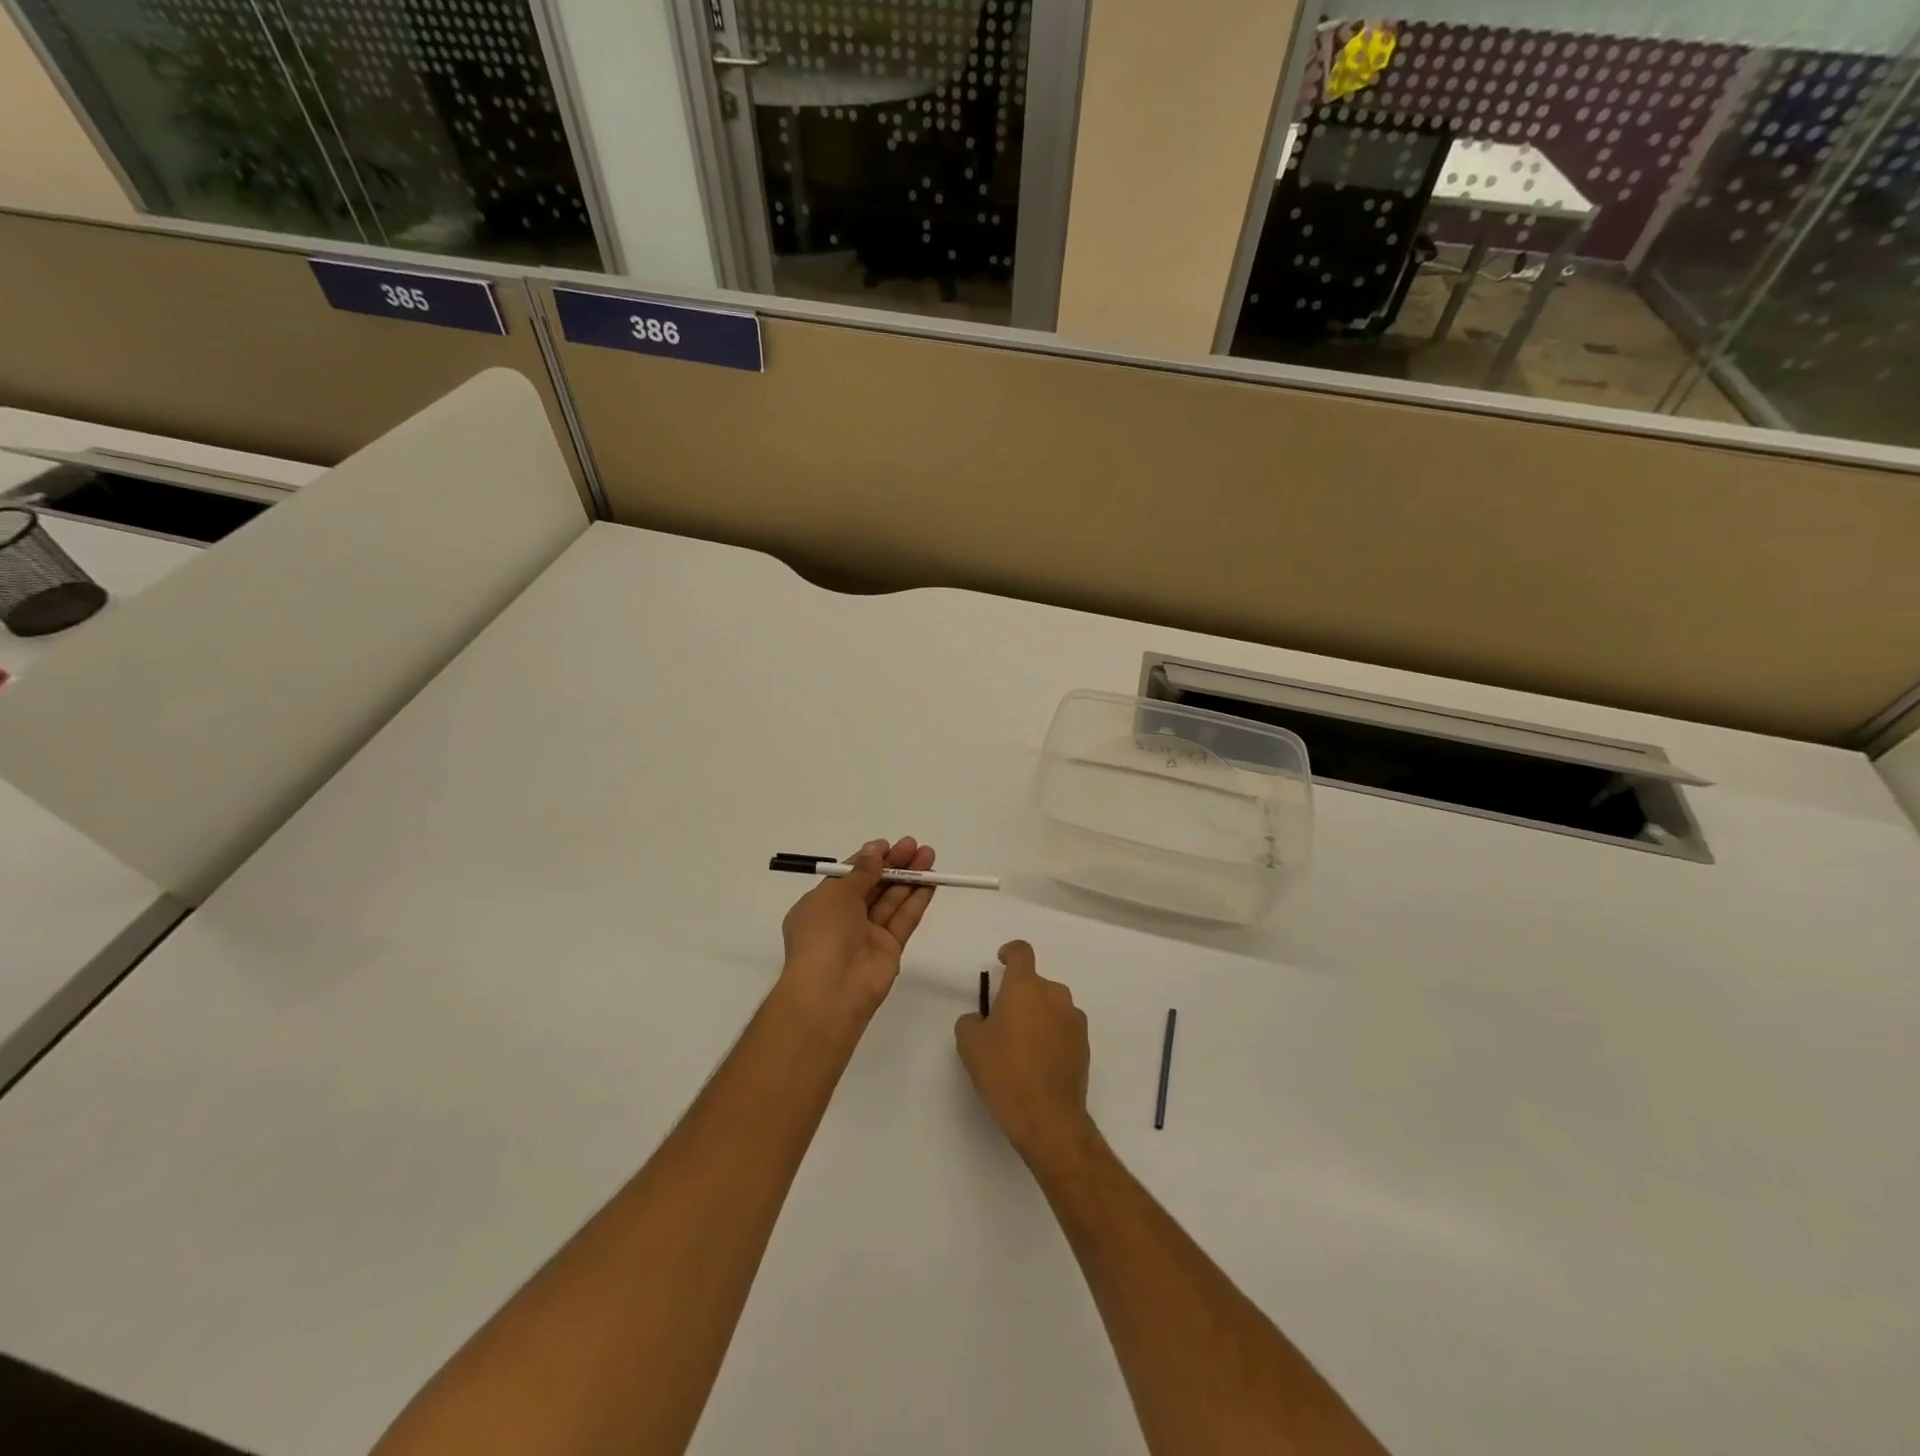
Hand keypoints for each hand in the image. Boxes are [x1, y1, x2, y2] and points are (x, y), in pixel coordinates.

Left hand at [780, 838, 936, 1024]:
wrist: (831, 990)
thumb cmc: (823, 934)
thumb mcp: (837, 894)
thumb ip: (861, 872)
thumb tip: (875, 850)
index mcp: (821, 905)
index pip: (849, 876)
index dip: (869, 859)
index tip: (889, 845)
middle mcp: (843, 919)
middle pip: (873, 885)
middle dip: (894, 865)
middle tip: (915, 846)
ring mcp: (867, 935)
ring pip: (891, 900)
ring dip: (910, 878)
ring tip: (929, 856)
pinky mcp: (889, 949)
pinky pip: (904, 919)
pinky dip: (916, 900)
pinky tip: (931, 882)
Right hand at [955, 941, 1093, 1166]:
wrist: (1048, 1117)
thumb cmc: (1004, 1072)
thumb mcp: (970, 1044)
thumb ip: (971, 1020)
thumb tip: (982, 1019)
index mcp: (1026, 987)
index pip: (1022, 952)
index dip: (1010, 952)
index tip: (1002, 961)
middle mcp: (1055, 995)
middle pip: (1036, 984)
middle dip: (1020, 996)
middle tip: (1003, 1023)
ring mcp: (1074, 1020)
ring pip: (1051, 1007)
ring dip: (1038, 1016)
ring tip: (1022, 1047)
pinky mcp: (1085, 1045)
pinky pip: (1063, 1028)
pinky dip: (1051, 1036)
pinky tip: (1039, 1063)